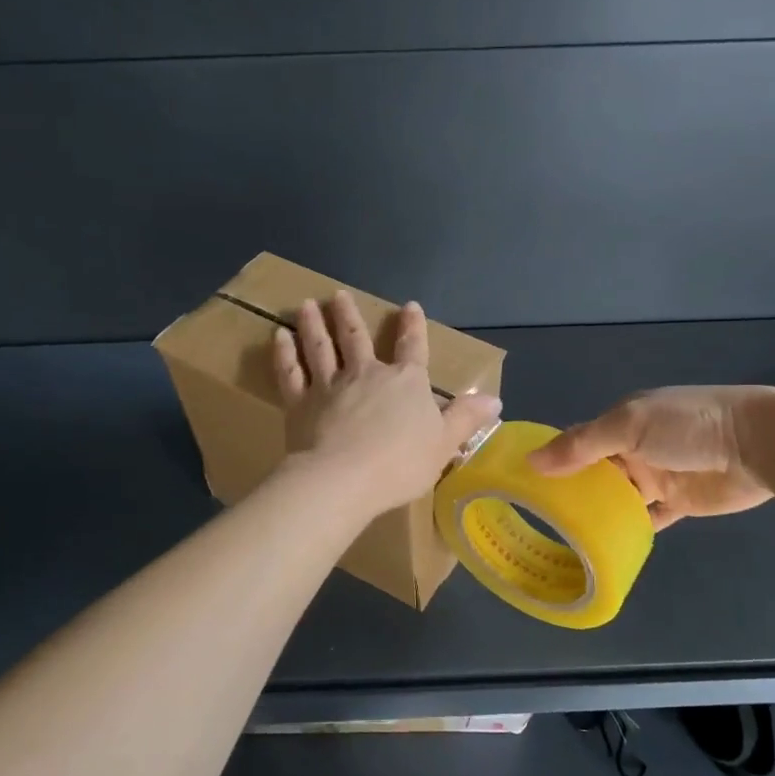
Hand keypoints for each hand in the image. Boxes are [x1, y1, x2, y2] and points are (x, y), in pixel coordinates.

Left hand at [273, 292, 501, 516]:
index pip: (412, 348)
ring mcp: (330, 385)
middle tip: (339, 295)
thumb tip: (495, 400)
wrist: (344, 479)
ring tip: (307, 305)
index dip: (413, 327)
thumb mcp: (444, 443)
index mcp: (405, 382)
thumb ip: (466, 419)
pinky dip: (285, 353)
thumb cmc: (400, 464)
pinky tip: (279, 337)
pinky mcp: (300, 402)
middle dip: (349, 315)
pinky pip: (291, 372)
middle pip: (356, 338)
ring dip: (314, 324)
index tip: (409, 306)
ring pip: (321, 347)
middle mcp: (367, 374)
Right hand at [528, 386, 774, 528]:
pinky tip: (605, 543)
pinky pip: (648, 517)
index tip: (525, 483)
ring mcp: (658, 475)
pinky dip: (629, 527)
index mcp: (623, 421)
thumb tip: (531, 461)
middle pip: (596, 471)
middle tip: (539, 518)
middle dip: (572, 489)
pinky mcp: (679, 502)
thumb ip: (582, 445)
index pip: (580, 440)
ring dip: (598, 510)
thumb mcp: (628, 427)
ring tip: (564, 536)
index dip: (555, 458)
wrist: (757, 444)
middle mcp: (636, 447)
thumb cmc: (687, 425)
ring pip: (619, 496)